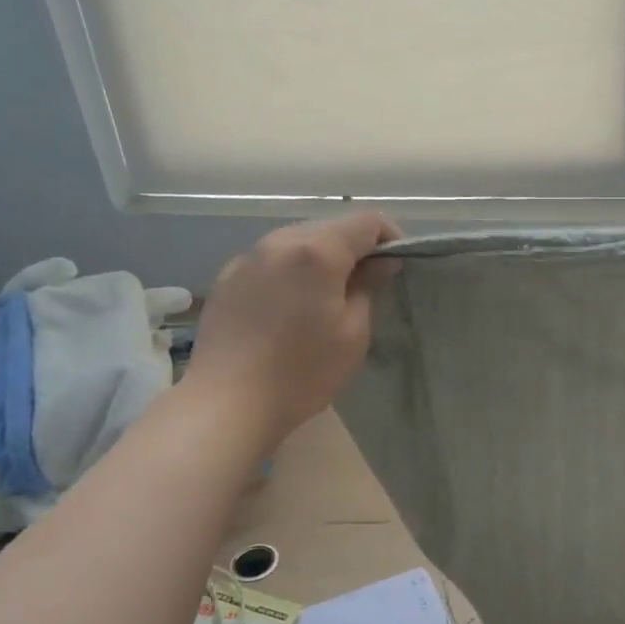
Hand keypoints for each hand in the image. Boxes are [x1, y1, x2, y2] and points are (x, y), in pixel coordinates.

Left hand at [183, 210, 400, 446]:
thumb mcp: (353, 334)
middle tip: (367, 284)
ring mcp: (248, 258)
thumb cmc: (303, 372)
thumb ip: (368, 287)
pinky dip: (290, 271)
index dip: (390, 236)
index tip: (398, 264)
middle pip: (329, 227)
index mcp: (317, 252)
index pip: (366, 221)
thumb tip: (381, 262)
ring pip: (297, 241)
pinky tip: (290, 307)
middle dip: (354, 247)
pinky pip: (270, 260)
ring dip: (320, 258)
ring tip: (327, 296)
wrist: (228, 402)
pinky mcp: (226, 278)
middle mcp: (280, 242)